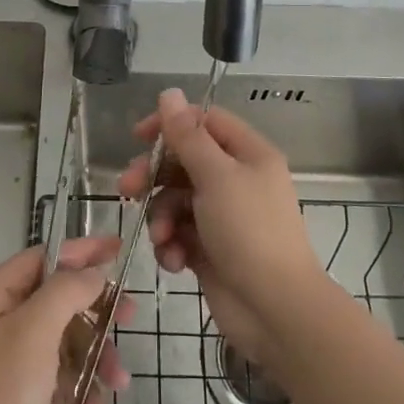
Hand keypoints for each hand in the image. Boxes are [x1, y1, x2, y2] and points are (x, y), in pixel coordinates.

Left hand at [0, 237, 131, 403]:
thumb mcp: (35, 331)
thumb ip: (68, 291)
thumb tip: (93, 271)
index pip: (46, 257)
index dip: (83, 251)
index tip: (121, 250)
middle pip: (60, 301)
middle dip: (96, 315)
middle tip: (130, 319)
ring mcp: (8, 361)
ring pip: (65, 343)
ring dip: (94, 363)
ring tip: (117, 386)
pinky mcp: (17, 398)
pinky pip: (58, 381)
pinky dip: (79, 395)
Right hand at [118, 88, 330, 370]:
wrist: (276, 311)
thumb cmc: (249, 232)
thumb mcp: (216, 176)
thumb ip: (187, 136)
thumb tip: (168, 92)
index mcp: (248, 154)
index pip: (204, 122)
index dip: (171, 125)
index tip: (138, 137)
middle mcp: (237, 180)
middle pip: (184, 162)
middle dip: (154, 177)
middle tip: (127, 189)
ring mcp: (223, 217)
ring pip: (176, 201)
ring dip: (161, 218)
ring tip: (162, 238)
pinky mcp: (211, 249)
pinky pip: (180, 234)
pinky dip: (172, 245)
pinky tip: (174, 261)